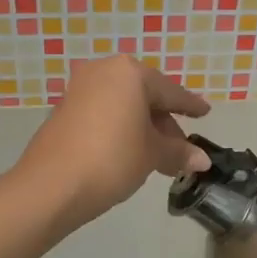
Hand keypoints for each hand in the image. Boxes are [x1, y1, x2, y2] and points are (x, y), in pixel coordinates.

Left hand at [15, 56, 210, 229]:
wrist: (51, 186)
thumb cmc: (112, 159)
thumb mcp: (152, 155)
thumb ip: (178, 152)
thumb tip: (202, 160)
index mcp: (130, 73)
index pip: (170, 91)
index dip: (190, 106)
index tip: (205, 113)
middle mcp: (103, 71)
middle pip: (145, 96)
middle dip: (164, 123)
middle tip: (181, 149)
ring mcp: (80, 89)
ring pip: (123, 106)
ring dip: (143, 128)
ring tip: (158, 157)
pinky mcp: (64, 110)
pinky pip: (104, 113)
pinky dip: (121, 129)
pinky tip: (130, 153)